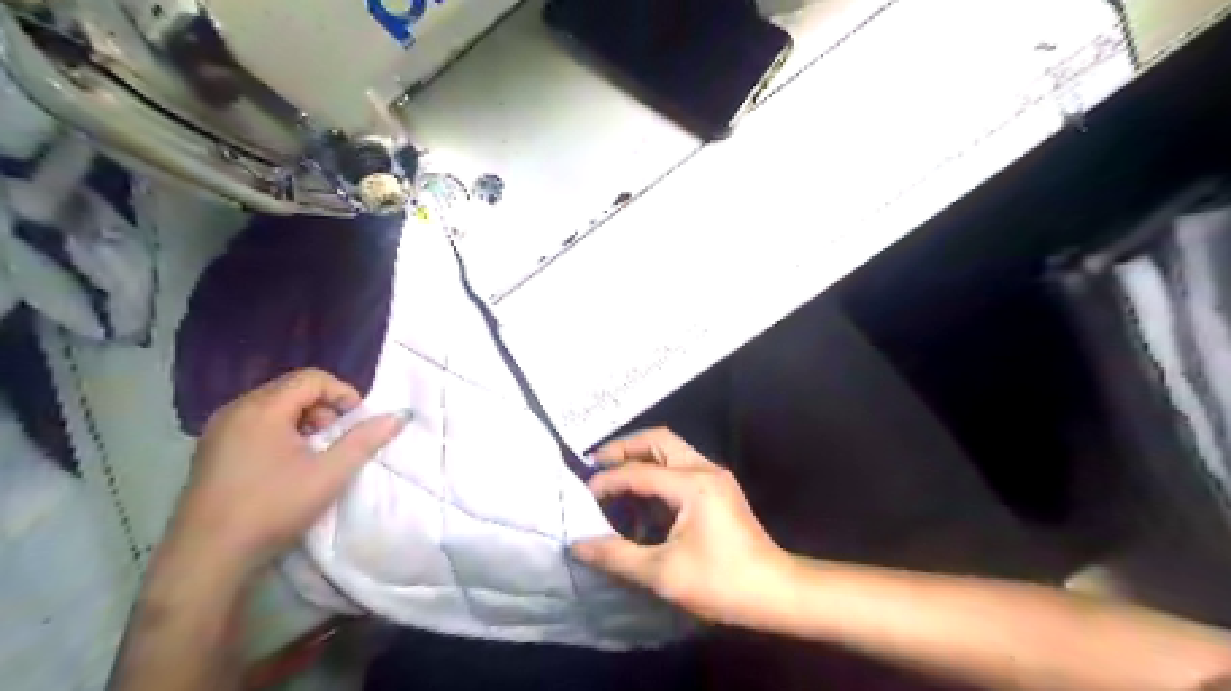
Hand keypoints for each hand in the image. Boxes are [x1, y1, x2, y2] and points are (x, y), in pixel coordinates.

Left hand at [168, 369, 407, 575]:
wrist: (206, 558)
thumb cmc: (272, 508)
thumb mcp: (329, 474)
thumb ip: (365, 440)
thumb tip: (399, 415)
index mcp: (262, 409)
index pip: (312, 378)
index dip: (343, 393)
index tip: (358, 422)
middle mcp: (235, 410)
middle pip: (292, 389)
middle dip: (325, 408)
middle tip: (338, 439)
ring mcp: (218, 431)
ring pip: (274, 407)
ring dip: (304, 421)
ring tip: (316, 454)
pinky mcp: (211, 452)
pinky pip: (255, 424)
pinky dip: (281, 433)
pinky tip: (287, 466)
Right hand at [573, 428, 793, 622]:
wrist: (775, 592)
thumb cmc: (721, 583)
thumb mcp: (663, 574)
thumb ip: (616, 556)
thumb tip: (578, 545)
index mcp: (693, 485)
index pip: (639, 472)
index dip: (608, 480)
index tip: (583, 495)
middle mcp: (705, 470)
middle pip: (659, 440)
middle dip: (625, 448)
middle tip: (597, 464)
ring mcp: (715, 476)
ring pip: (671, 449)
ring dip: (641, 457)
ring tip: (614, 475)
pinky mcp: (719, 488)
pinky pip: (681, 466)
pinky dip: (656, 471)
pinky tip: (642, 495)